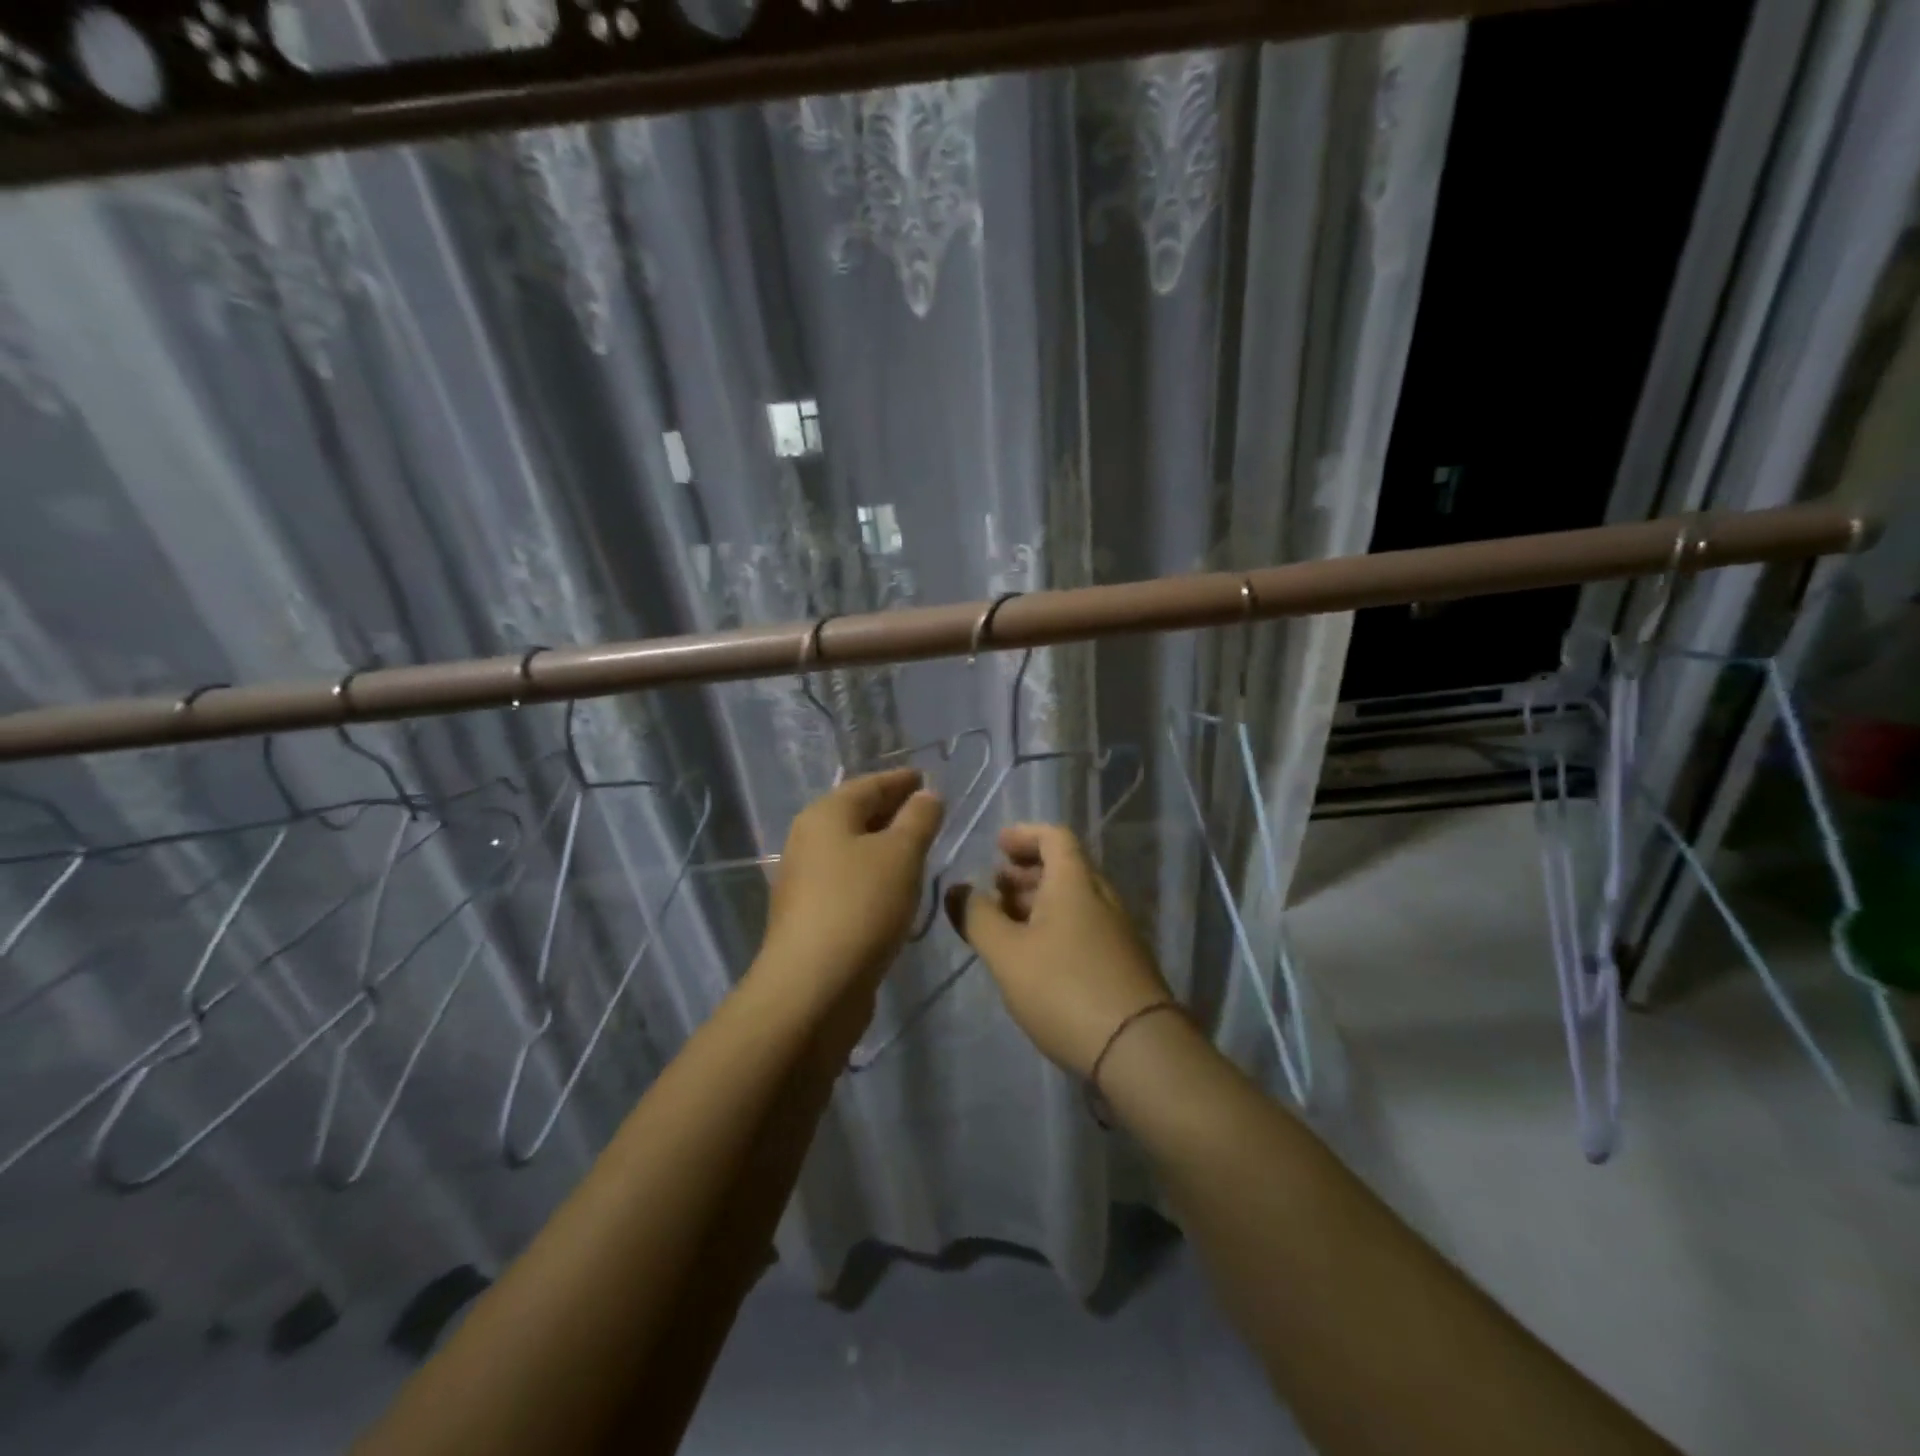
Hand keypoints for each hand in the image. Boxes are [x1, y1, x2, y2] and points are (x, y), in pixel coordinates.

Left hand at [760, 769, 944, 998]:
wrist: (813, 986)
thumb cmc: (861, 905)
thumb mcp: (901, 854)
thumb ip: (918, 819)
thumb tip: (927, 795)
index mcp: (825, 815)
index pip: (869, 784)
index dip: (900, 780)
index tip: (926, 778)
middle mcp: (809, 840)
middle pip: (856, 814)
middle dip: (893, 810)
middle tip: (928, 811)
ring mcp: (806, 879)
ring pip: (853, 848)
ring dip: (884, 844)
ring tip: (918, 846)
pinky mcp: (812, 914)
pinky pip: (850, 879)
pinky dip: (874, 873)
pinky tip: (896, 886)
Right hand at [945, 823, 1172, 1076]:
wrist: (1138, 1050)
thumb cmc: (1064, 989)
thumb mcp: (1007, 953)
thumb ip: (977, 917)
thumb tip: (958, 888)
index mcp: (1075, 883)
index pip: (1054, 836)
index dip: (1023, 834)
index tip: (996, 847)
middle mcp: (1101, 897)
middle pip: (1063, 868)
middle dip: (1025, 872)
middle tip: (993, 889)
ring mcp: (1117, 931)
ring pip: (1073, 900)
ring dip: (1037, 902)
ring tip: (1005, 926)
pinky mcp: (1122, 962)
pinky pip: (1083, 927)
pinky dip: (1054, 927)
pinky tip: (1034, 958)